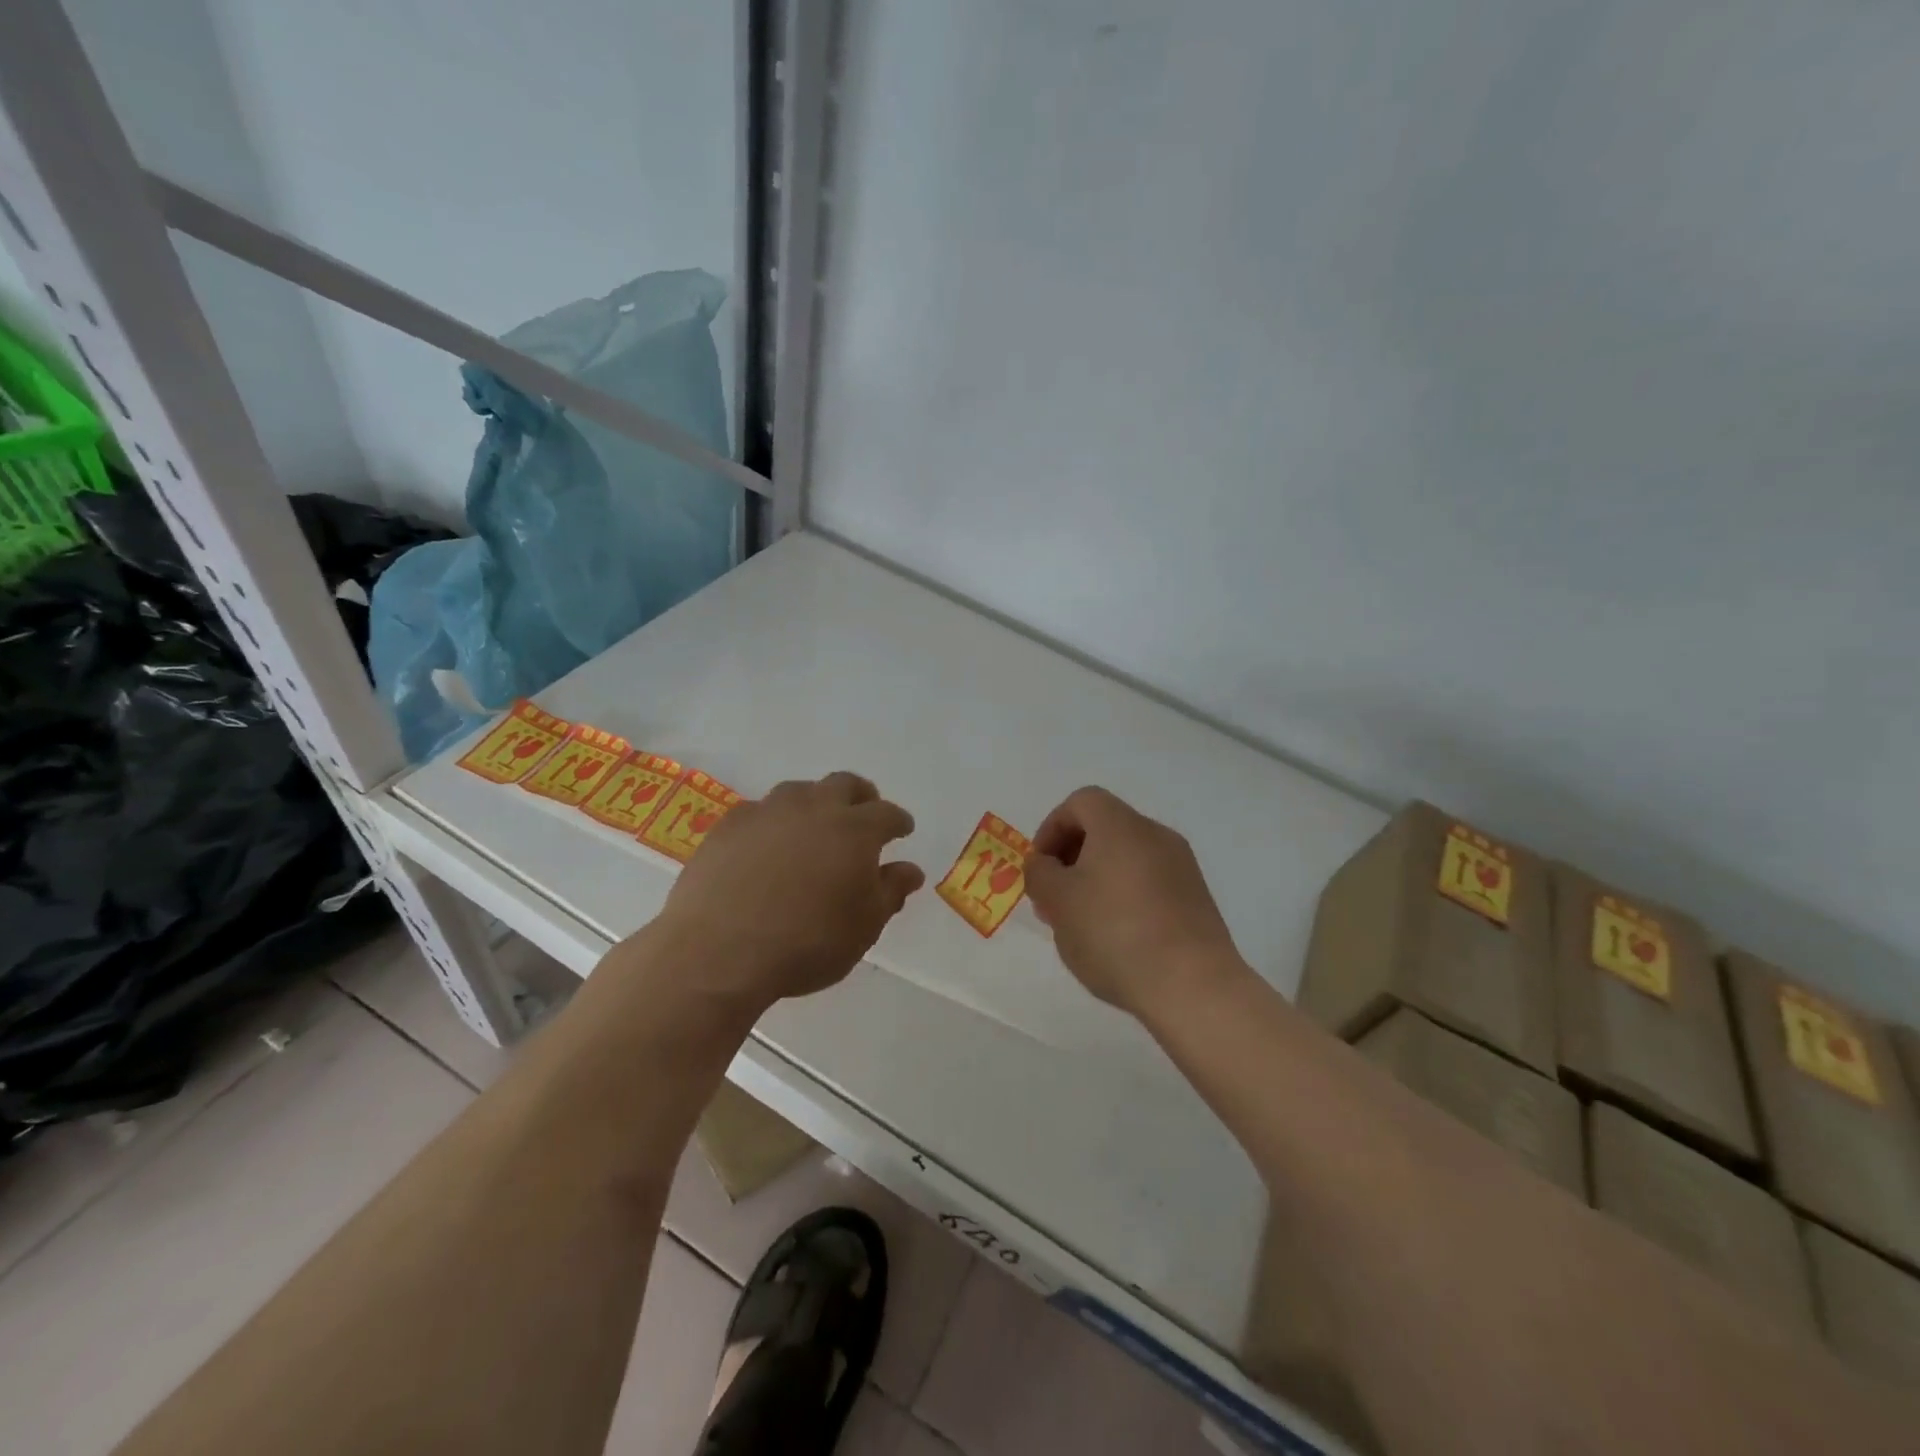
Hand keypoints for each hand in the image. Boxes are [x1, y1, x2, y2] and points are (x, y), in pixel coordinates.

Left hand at [657, 771, 924, 1007]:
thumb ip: (890, 892)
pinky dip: (773, 822)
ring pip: (800, 791)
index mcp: (855, 830)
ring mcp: (768, 811)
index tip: (902, 831)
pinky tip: (767, 845)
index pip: (887, 814)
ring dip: (815, 804)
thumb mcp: (863, 928)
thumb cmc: (807, 944)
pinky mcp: (729, 825)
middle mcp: (814, 808)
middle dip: (861, 797)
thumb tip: (910, 870)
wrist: (719, 952)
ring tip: (813, 829)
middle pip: (845, 784)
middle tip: (863, 816)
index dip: (898, 822)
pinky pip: (760, 811)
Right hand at [1024, 786, 1243, 1017]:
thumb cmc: (1114, 933)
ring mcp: (1182, 867)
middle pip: (1104, 829)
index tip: (1040, 868)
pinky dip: (1125, 898)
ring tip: (1081, 925)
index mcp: (1121, 825)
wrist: (1193, 985)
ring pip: (1126, 859)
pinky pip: (1149, 883)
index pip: (1080, 802)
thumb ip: (1040, 873)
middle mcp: (1155, 835)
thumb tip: (1044, 863)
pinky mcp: (1196, 899)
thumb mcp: (1058, 902)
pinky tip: (1116, 939)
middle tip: (1054, 900)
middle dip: (1071, 858)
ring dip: (1096, 880)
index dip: (1051, 829)